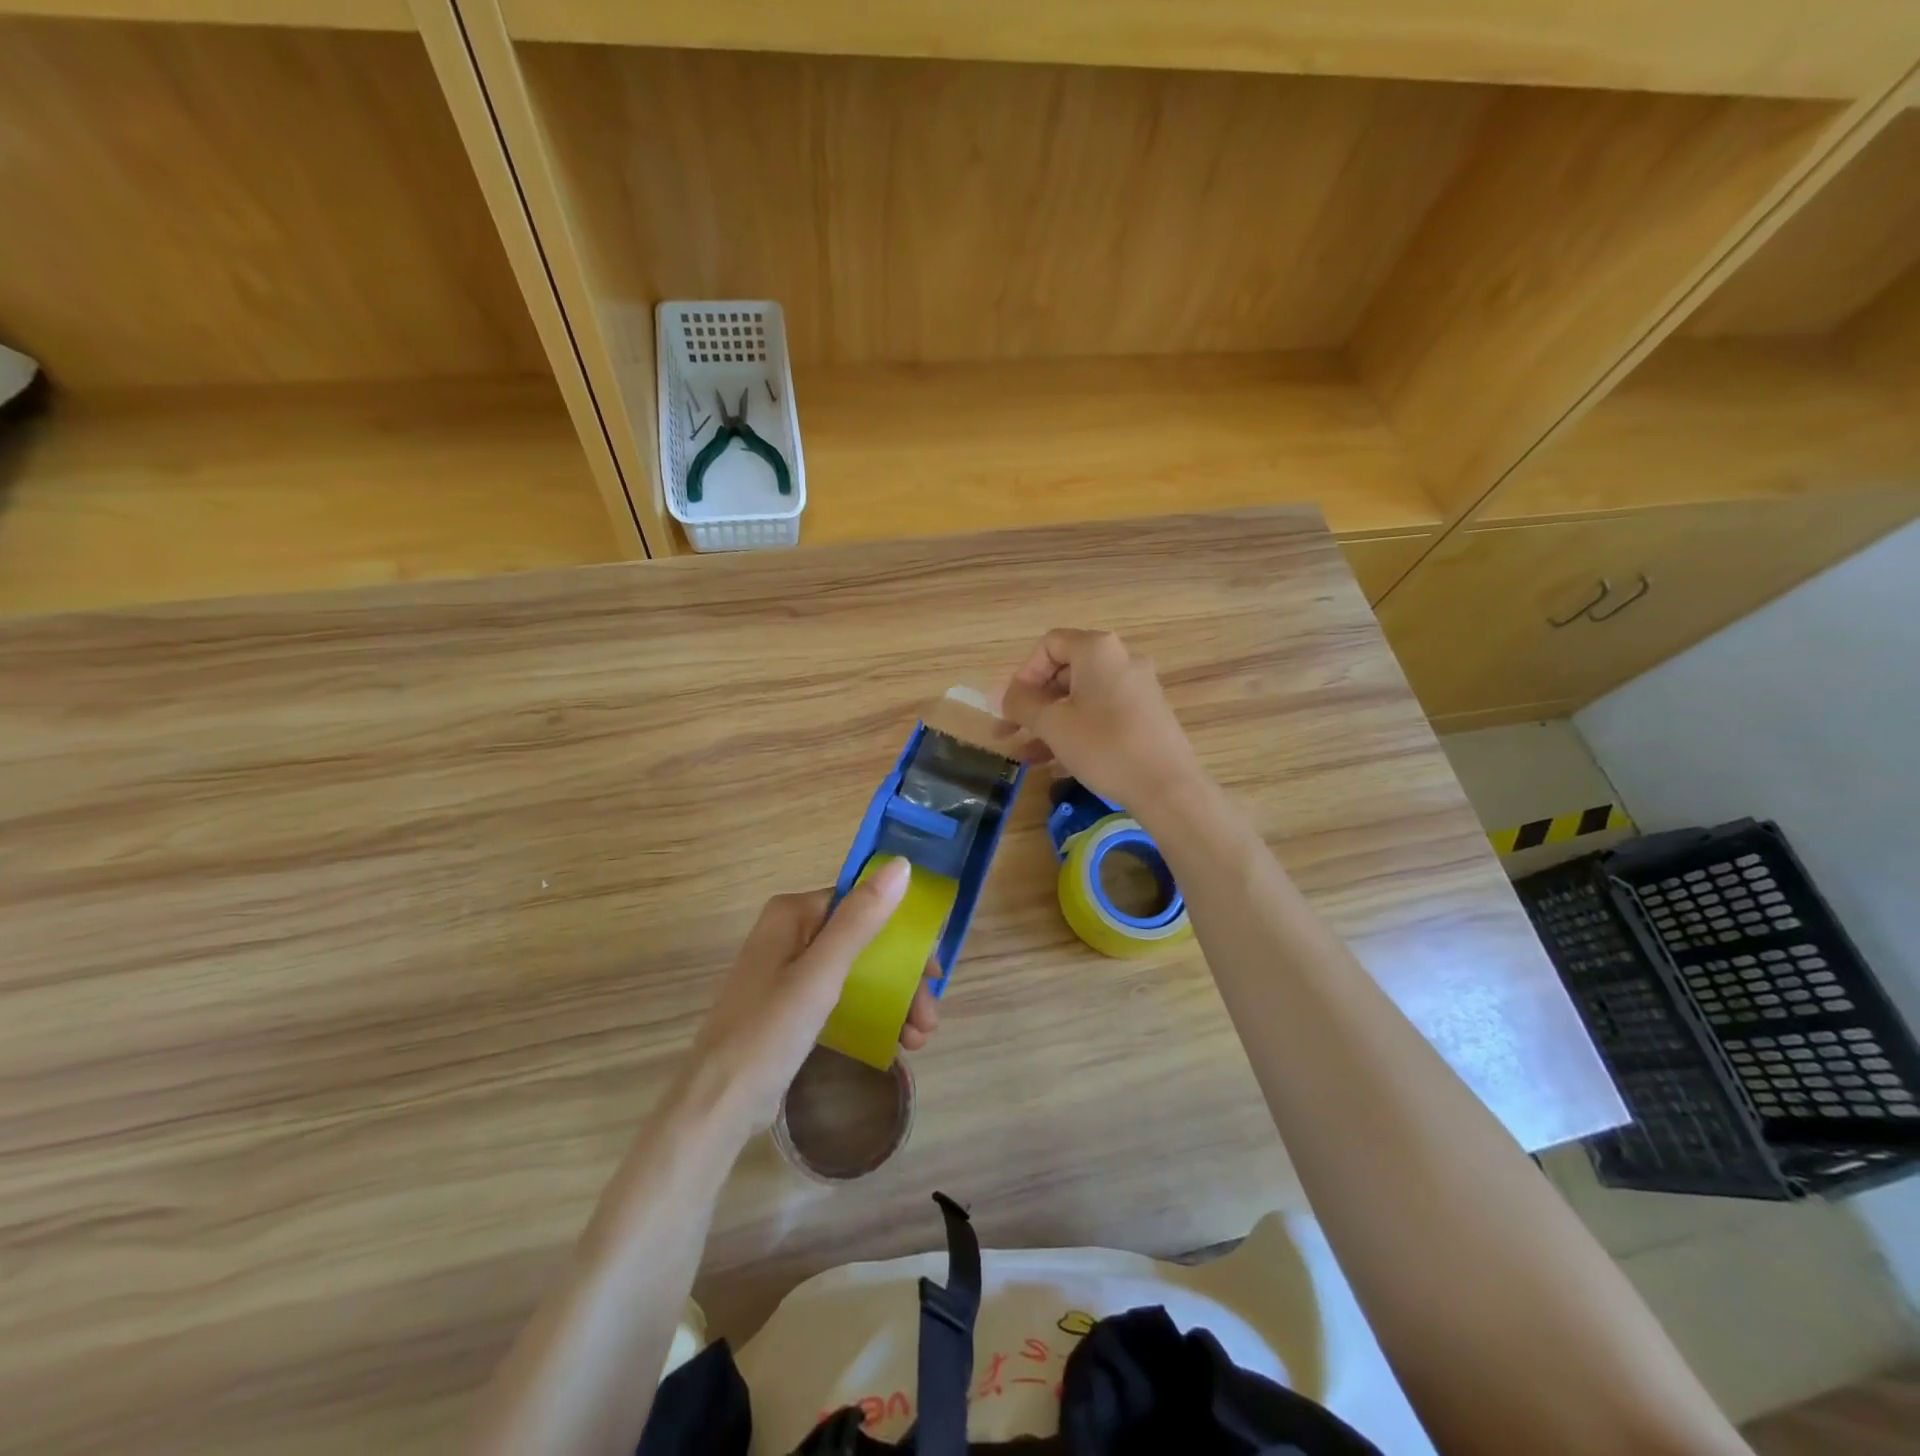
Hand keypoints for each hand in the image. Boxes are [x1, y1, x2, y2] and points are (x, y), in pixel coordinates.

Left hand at [677, 858, 940, 1135]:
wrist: (717, 1105)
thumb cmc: (769, 1031)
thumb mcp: (822, 973)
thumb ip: (861, 918)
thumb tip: (902, 864)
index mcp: (792, 914)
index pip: (862, 904)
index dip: (902, 932)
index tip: (932, 969)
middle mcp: (790, 934)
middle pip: (864, 941)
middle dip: (902, 978)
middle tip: (928, 1016)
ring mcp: (789, 972)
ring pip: (857, 972)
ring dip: (893, 1000)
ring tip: (918, 1039)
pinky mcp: (790, 1008)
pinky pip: (842, 997)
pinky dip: (870, 1014)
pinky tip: (894, 1042)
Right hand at [1000, 629, 1203, 815]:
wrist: (1167, 787)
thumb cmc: (1104, 746)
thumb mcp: (1053, 725)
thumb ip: (1021, 704)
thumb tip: (999, 695)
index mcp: (1098, 651)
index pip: (1048, 645)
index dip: (1022, 674)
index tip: (1010, 706)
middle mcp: (1121, 661)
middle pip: (1064, 673)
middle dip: (1032, 704)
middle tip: (1008, 732)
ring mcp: (1137, 689)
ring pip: (1081, 699)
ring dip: (1049, 724)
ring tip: (1026, 756)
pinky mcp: (1146, 717)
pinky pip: (1101, 715)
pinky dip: (1076, 732)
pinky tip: (1057, 764)